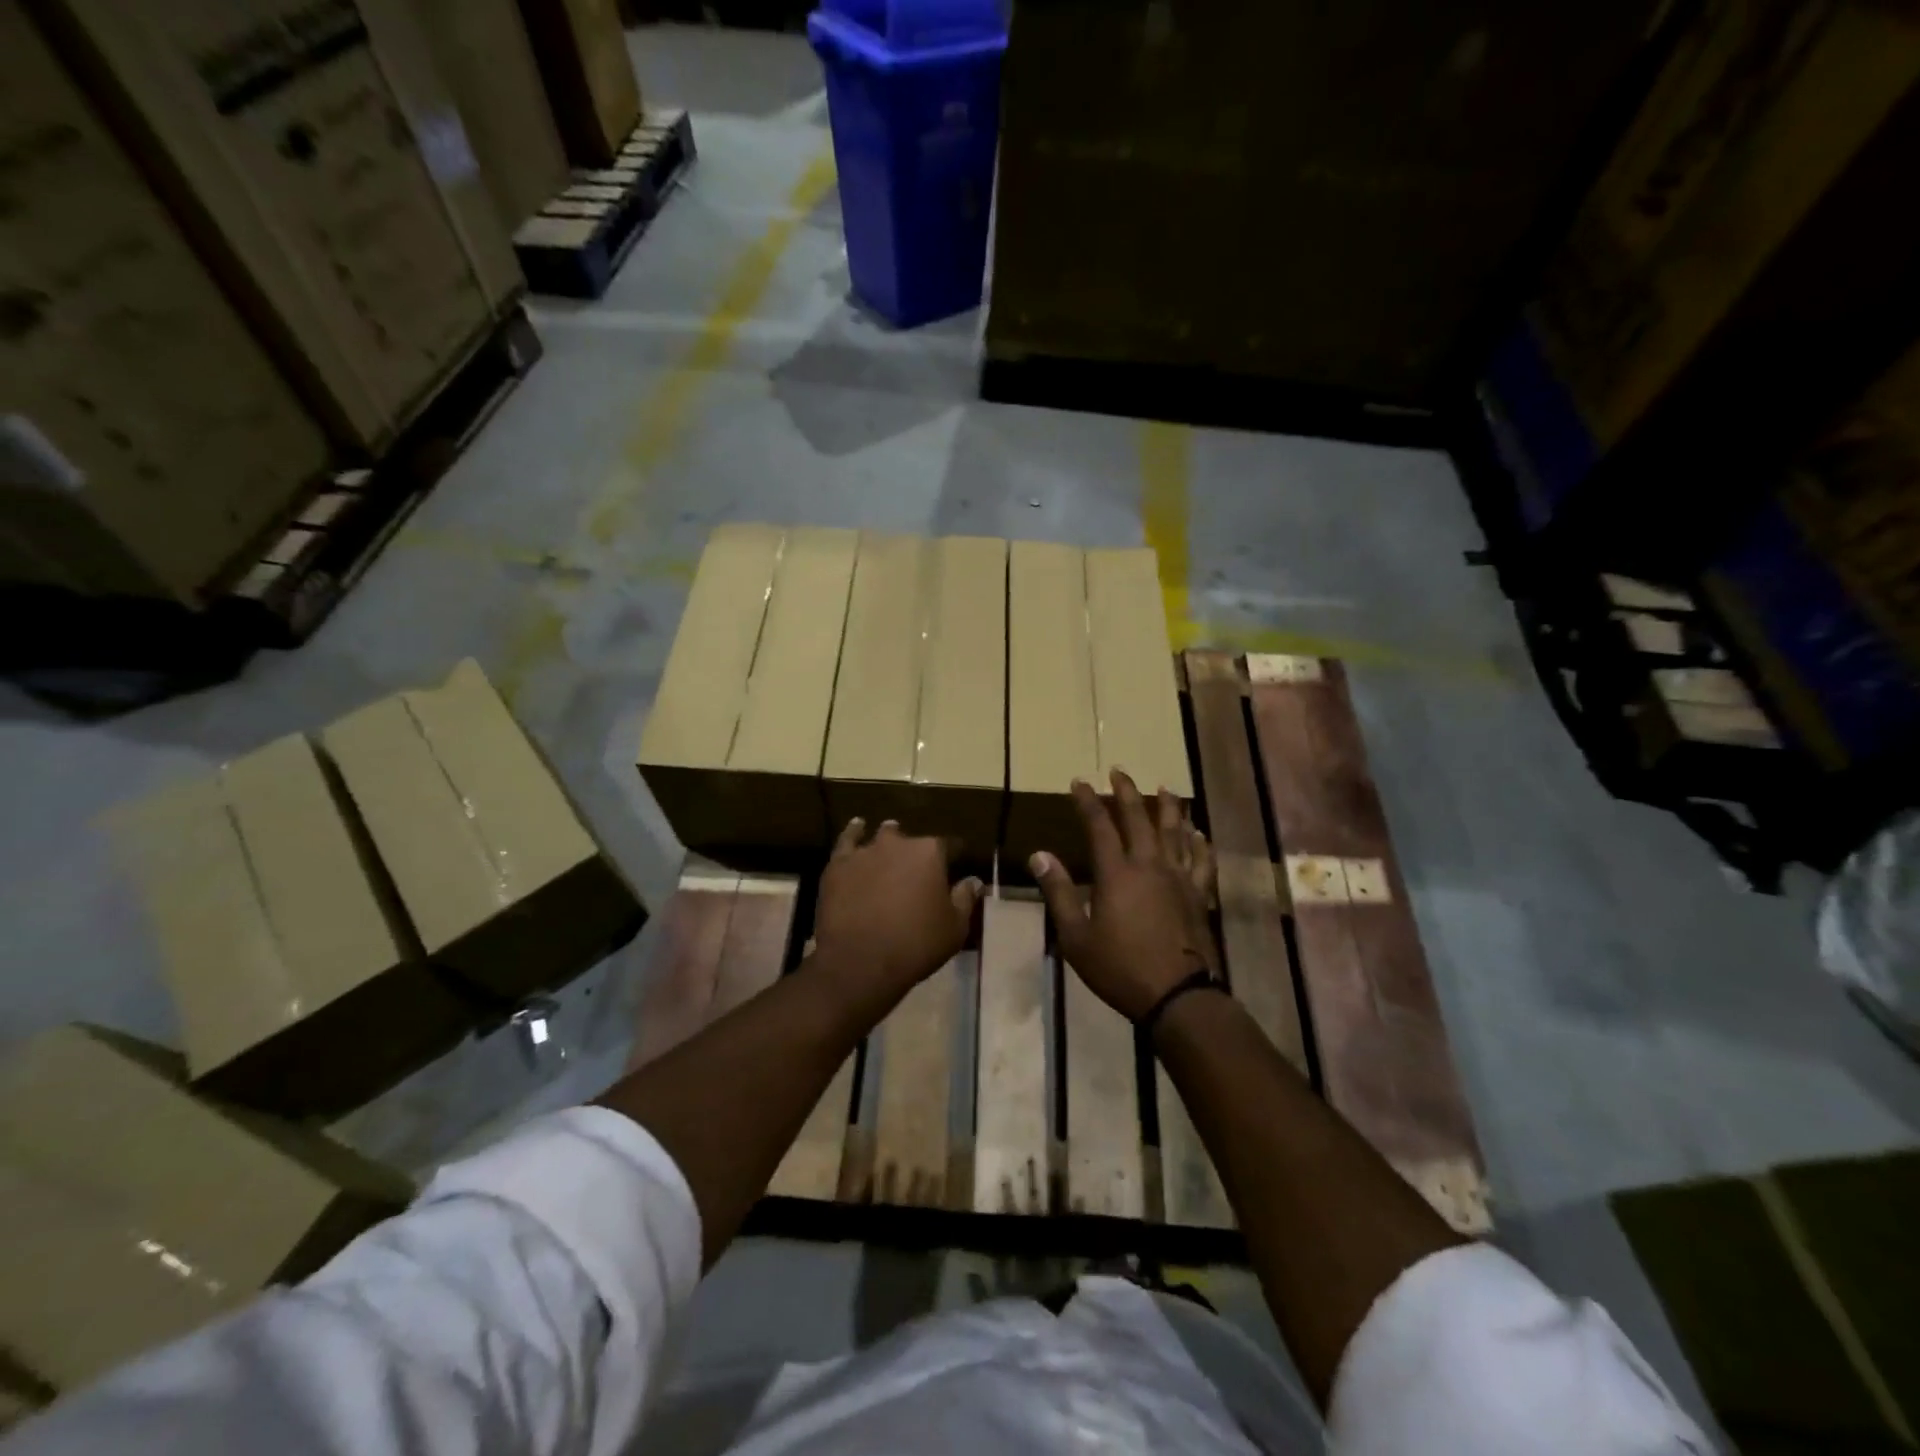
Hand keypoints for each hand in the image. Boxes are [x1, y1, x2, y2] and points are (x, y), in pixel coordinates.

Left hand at [813, 819, 981, 1008]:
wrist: (860, 961)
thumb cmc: (916, 945)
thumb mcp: (954, 928)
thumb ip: (965, 899)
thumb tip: (974, 880)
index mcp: (931, 853)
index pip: (949, 846)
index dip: (953, 857)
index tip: (955, 867)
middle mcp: (899, 843)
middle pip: (914, 841)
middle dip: (918, 853)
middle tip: (918, 872)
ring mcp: (866, 851)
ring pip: (882, 836)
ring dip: (889, 839)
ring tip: (891, 843)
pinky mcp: (838, 864)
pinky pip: (847, 840)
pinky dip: (854, 833)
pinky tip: (858, 827)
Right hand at [1032, 770, 1217, 1020]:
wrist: (1178, 996)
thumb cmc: (1120, 968)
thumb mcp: (1076, 937)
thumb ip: (1059, 893)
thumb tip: (1039, 855)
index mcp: (1117, 873)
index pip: (1099, 826)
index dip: (1088, 801)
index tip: (1080, 781)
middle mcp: (1150, 865)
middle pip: (1139, 818)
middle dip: (1126, 792)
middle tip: (1119, 771)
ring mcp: (1179, 878)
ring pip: (1175, 832)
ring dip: (1168, 807)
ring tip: (1165, 788)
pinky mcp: (1200, 895)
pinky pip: (1202, 860)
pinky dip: (1199, 842)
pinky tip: (1198, 832)